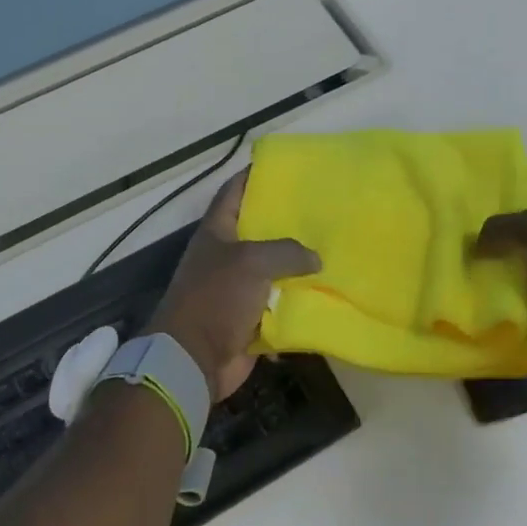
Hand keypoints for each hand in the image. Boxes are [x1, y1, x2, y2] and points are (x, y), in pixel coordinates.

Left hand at [145, 171, 319, 400]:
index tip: (284, 167)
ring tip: (332, 249)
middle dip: (286, 222)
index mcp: (216, 232)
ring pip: (272, 270)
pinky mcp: (248, 318)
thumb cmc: (216, 297)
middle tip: (322, 210)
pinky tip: (326, 292)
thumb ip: (286, 251)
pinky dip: (296, 301)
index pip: (234, 192)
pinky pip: (278, 304)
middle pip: (258, 231)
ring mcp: (236, 288)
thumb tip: (315, 258)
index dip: (254, 176)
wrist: (193, 358)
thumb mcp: (252, 262)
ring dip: (296, 266)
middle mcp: (225, 256)